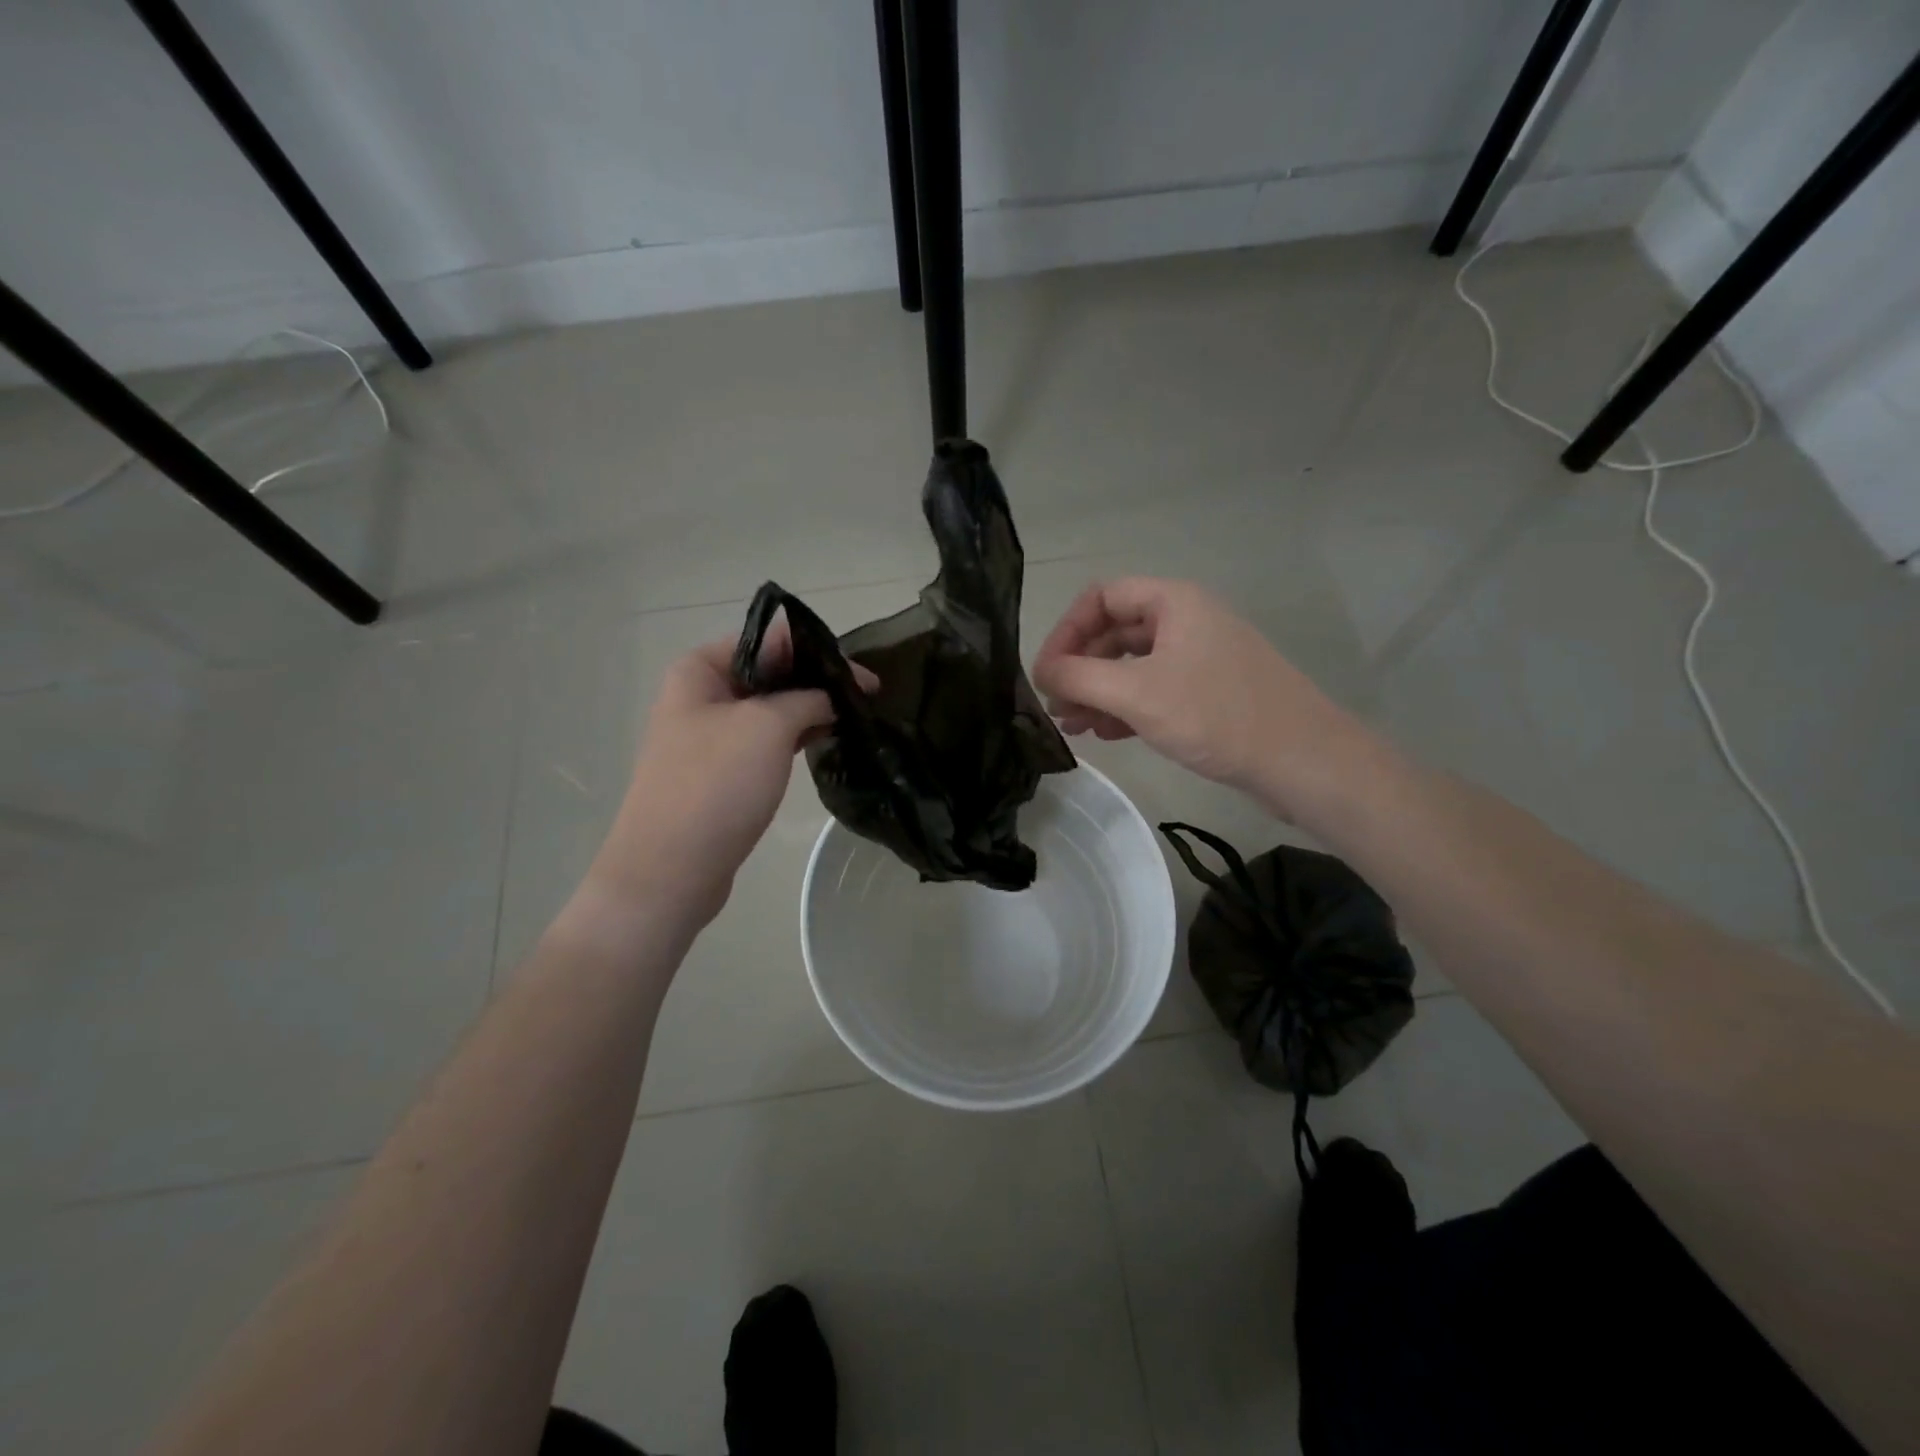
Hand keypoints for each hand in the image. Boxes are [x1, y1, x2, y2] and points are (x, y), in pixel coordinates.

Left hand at [588, 624, 835, 928]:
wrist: (670, 870)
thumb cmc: (715, 785)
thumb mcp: (768, 726)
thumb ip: (808, 697)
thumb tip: (836, 693)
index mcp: (699, 669)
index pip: (768, 640)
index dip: (817, 650)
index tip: (861, 673)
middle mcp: (700, 696)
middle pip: (769, 674)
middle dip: (816, 681)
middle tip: (868, 696)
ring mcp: (710, 737)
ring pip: (770, 710)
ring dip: (809, 711)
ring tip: (856, 717)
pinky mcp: (722, 773)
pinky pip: (764, 743)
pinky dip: (795, 738)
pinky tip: (827, 741)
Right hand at [1032, 577, 1378, 822]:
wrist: (1304, 762)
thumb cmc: (1218, 716)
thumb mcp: (1138, 694)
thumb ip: (1079, 678)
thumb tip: (1040, 672)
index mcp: (1174, 603)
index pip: (1101, 597)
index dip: (1066, 631)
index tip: (1045, 673)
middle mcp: (1186, 622)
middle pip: (1115, 632)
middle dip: (1080, 667)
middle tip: (1054, 705)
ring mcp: (1200, 658)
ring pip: (1133, 665)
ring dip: (1098, 692)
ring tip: (1072, 726)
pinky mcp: (1209, 693)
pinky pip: (1154, 690)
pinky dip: (1125, 707)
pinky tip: (1106, 734)